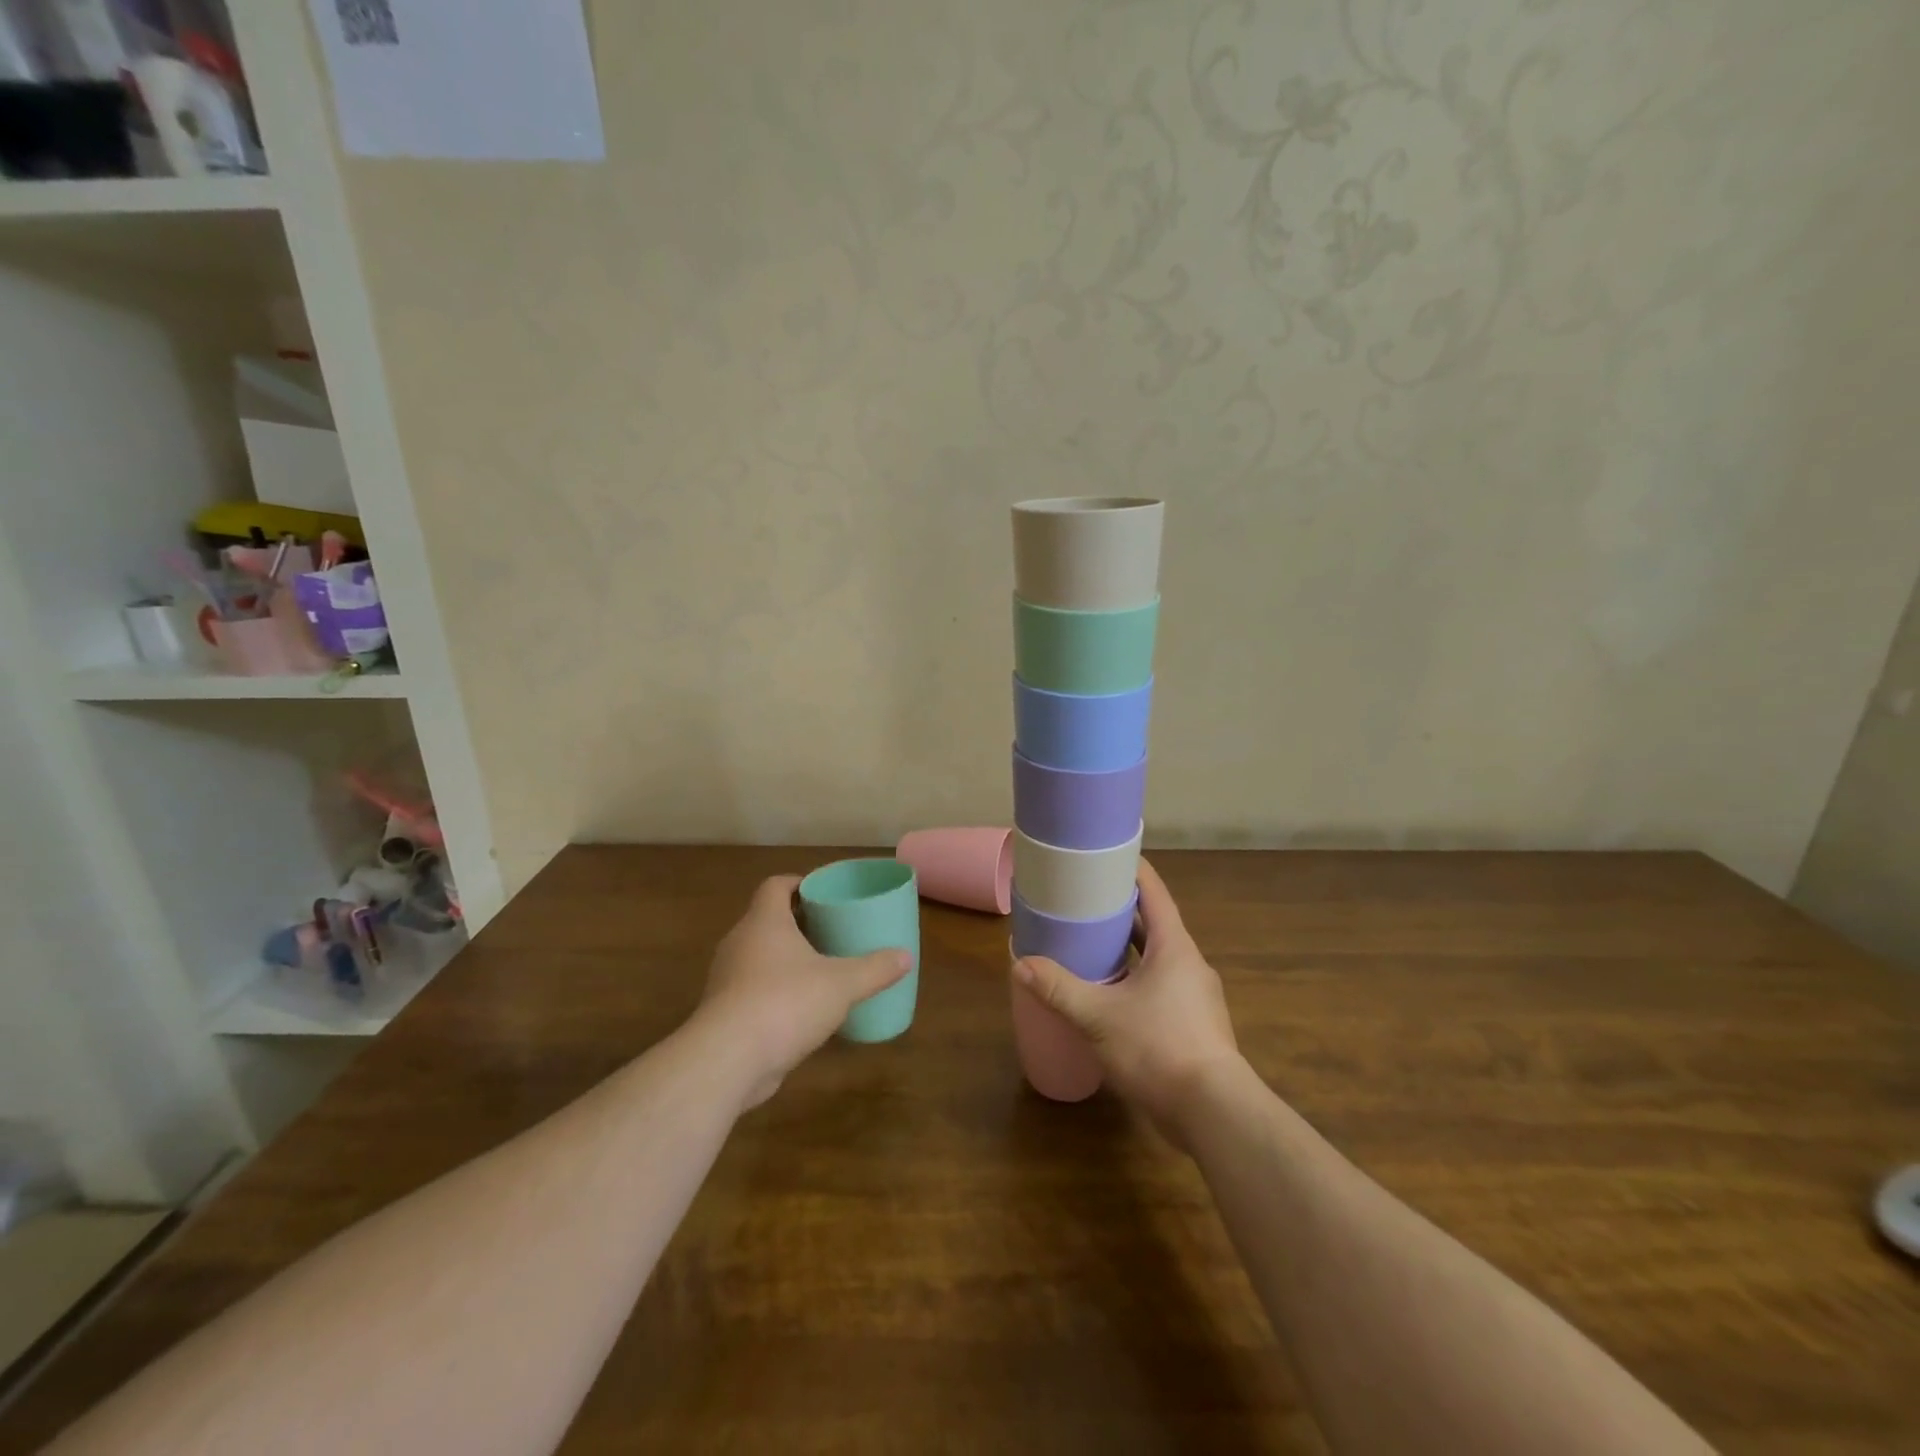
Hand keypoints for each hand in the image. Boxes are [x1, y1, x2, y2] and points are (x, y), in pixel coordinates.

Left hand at [694, 874, 910, 1109]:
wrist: (727, 1060)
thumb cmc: (785, 1003)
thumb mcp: (841, 985)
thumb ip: (875, 969)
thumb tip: (905, 957)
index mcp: (764, 922)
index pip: (775, 886)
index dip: (798, 883)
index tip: (821, 892)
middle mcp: (740, 942)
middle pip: (767, 919)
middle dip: (798, 923)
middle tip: (831, 930)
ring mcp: (727, 978)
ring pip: (759, 956)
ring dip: (785, 959)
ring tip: (820, 968)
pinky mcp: (724, 1012)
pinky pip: (753, 989)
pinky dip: (775, 990)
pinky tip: (801, 1008)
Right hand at [1013, 858, 1242, 1147]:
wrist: (1213, 1113)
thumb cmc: (1158, 1047)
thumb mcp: (1099, 1016)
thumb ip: (1059, 988)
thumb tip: (1020, 963)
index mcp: (1174, 947)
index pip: (1154, 892)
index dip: (1131, 870)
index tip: (1104, 856)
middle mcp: (1189, 964)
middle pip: (1153, 924)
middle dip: (1120, 912)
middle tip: (1082, 902)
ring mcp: (1195, 997)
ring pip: (1156, 959)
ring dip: (1127, 950)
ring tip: (1089, 945)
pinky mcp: (1193, 1025)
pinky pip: (1160, 988)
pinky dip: (1135, 981)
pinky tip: (1109, 996)